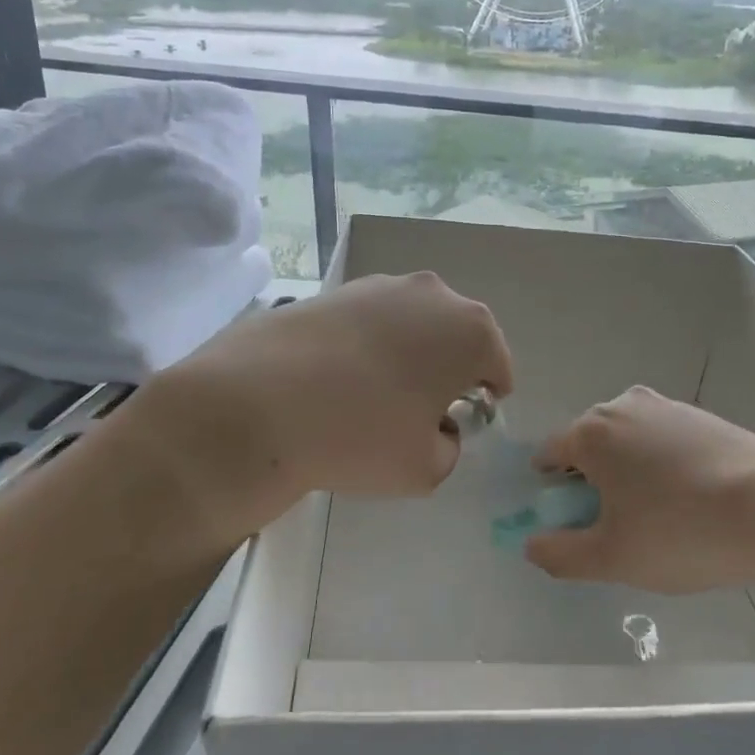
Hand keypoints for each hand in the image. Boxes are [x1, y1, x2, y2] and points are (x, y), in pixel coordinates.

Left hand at [121, 273, 513, 539]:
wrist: (256, 403)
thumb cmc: (361, 435)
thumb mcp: (427, 469)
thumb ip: (449, 448)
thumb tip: (435, 429)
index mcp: (471, 330)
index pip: (497, 366)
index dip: (485, 400)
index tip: (460, 424)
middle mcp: (433, 293)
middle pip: (456, 337)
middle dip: (447, 370)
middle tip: (418, 411)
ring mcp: (379, 285)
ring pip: (411, 325)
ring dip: (407, 355)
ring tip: (371, 396)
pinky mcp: (334, 290)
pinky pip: (369, 322)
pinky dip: (366, 346)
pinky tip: (335, 380)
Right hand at [526, 386, 754, 593]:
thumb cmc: (681, 531)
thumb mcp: (611, 559)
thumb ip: (559, 553)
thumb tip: (532, 543)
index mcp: (591, 431)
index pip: (549, 456)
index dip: (553, 494)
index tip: (578, 526)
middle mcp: (623, 405)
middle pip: (589, 447)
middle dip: (593, 484)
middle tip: (621, 530)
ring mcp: (666, 407)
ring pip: (629, 444)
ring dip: (630, 476)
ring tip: (662, 520)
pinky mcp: (702, 416)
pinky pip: (663, 443)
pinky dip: (663, 468)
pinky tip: (691, 502)